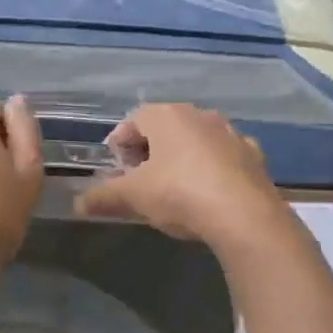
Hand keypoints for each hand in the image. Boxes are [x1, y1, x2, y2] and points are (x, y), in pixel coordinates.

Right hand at [74, 103, 287, 249]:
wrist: (245, 217)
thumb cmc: (179, 193)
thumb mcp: (132, 197)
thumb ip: (103, 196)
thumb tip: (77, 203)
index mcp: (167, 116)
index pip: (132, 120)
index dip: (119, 143)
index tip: (115, 167)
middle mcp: (200, 115)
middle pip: (165, 128)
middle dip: (149, 150)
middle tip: (139, 179)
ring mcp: (231, 134)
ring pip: (196, 141)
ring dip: (181, 158)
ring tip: (172, 188)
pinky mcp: (254, 157)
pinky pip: (223, 158)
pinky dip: (211, 169)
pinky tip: (207, 195)